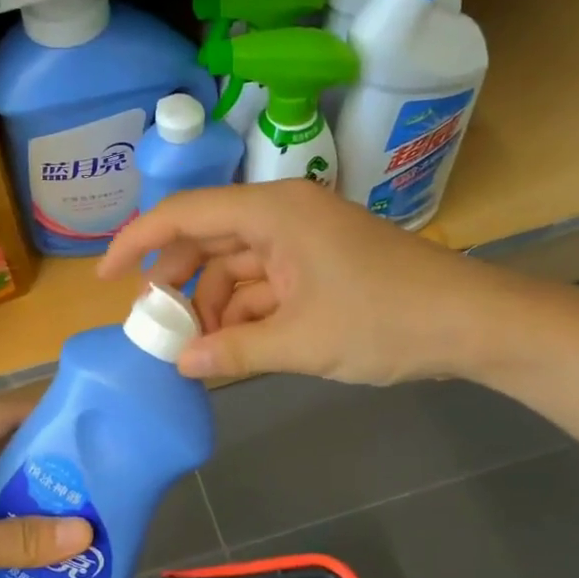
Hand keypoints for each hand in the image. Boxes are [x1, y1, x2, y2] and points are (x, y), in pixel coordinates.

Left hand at [0, 400, 93, 577]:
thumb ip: (19, 539)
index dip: (53, 421)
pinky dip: (1, 518)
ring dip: (25, 496)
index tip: (100, 437)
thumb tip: (86, 533)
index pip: (6, 413)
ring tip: (78, 514)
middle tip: (98, 487)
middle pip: (0, 446)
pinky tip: (35, 540)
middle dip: (46, 467)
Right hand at [99, 182, 509, 385]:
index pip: (184, 214)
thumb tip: (180, 365)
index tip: (104, 277)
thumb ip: (233, 352)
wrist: (474, 324)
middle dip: (176, 285)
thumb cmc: (386, 321)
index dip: (136, 242)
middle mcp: (282, 215)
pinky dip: (244, 313)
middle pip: (206, 240)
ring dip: (212, 306)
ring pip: (233, 266)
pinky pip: (263, 283)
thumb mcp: (301, 342)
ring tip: (197, 351)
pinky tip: (232, 347)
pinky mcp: (318, 265)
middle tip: (156, 328)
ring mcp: (302, 240)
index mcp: (273, 212)